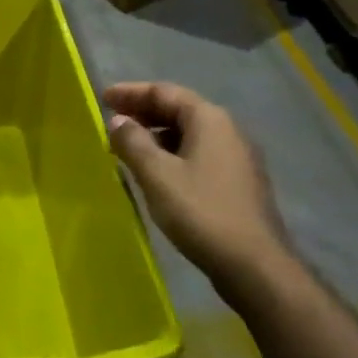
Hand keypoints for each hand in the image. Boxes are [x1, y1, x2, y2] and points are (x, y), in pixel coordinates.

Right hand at [104, 83, 297, 304]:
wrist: (254, 265)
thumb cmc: (201, 212)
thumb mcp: (157, 175)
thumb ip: (133, 142)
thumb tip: (118, 121)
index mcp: (209, 120)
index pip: (164, 92)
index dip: (131, 92)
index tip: (103, 98)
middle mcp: (228, 130)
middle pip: (180, 110)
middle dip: (144, 112)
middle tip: (113, 121)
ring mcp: (237, 158)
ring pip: (189, 134)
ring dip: (157, 135)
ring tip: (128, 148)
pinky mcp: (238, 183)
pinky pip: (198, 155)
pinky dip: (172, 154)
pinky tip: (157, 173)